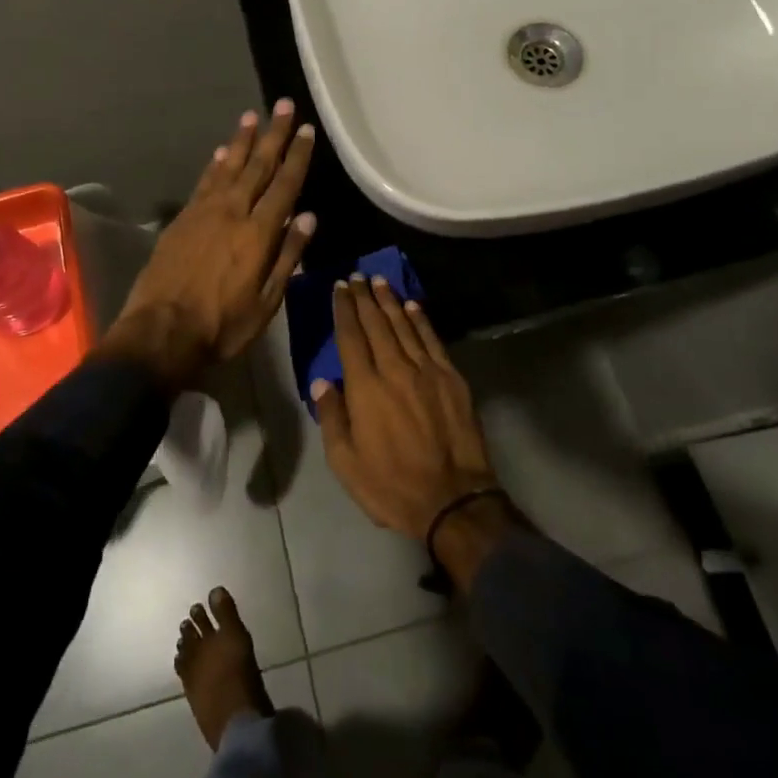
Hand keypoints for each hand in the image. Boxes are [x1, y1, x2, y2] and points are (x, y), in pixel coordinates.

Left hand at [109, 100, 316, 388]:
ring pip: (229, 167)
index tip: (306, 130)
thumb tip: (308, 217)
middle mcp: (233, 212)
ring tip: (253, 116)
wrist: (161, 332)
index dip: (297, 156)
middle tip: (283, 105)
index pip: (285, 185)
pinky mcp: (183, 218)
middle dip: (274, 134)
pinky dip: (216, 163)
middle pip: (258, 166)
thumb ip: (288, 256)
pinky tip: (223, 151)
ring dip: (243, 140)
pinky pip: (205, 182)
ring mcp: (204, 212)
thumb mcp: (267, 302)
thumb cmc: (222, 325)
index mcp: (259, 233)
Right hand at [314, 276, 501, 541]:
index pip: (350, 337)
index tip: (339, 287)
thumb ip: (331, 418)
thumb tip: (323, 382)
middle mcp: (394, 369)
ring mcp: (426, 371)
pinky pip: (432, 340)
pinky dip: (420, 320)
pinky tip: (412, 306)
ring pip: (404, 325)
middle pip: (376, 323)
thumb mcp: (346, 463)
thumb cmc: (392, 486)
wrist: (454, 501)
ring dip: (390, 301)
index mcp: (365, 388)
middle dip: (364, 297)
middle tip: (357, 276)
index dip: (344, 309)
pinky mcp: (451, 378)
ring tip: (379, 281)